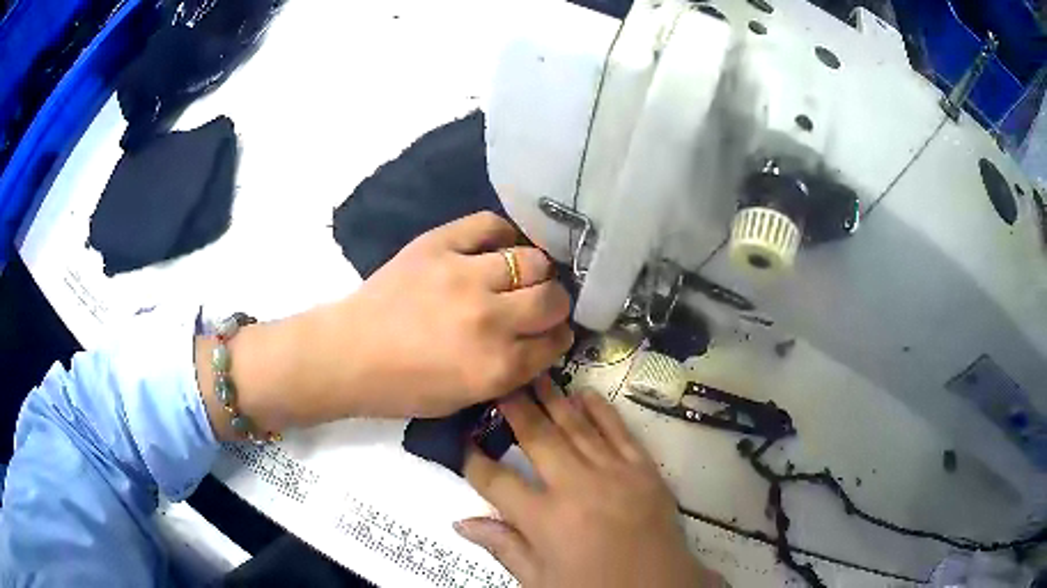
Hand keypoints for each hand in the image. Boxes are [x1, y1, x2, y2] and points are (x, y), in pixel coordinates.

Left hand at [210, 212, 573, 432]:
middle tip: (538, 305)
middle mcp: (489, 319)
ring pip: (533, 260)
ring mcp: (463, 276)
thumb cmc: (403, 387)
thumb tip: (541, 340)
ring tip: (519, 276)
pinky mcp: (438, 245)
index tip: (550, 333)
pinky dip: (502, 235)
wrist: (349, 354)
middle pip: (553, 298)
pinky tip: (498, 248)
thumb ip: (511, 372)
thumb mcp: (465, 399)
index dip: (558, 337)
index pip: (555, 342)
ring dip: (534, 271)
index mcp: (495, 367)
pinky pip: (490, 226)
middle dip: (555, 305)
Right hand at [456, 378, 722, 586]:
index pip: (496, 480)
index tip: (465, 443)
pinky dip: (600, 409)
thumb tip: (461, 522)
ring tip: (534, 377)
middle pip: (537, 438)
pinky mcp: (643, 467)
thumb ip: (503, 547)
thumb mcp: (540, 580)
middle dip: (514, 410)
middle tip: (500, 387)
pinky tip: (583, 393)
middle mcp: (576, 486)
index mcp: (544, 519)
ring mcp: (614, 472)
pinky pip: (618, 430)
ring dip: (553, 399)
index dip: (474, 460)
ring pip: (576, 426)